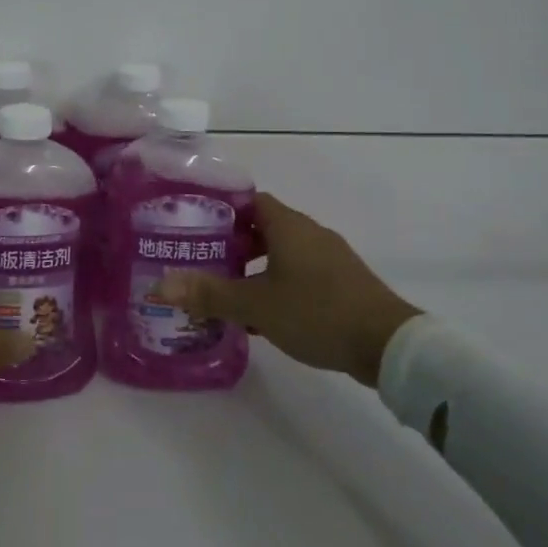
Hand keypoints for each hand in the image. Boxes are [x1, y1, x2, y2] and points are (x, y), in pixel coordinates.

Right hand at [163, 193, 421, 385]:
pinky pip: (300, 274)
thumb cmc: (316, 312)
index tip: (195, 225)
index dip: (221, 210)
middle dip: (233, 244)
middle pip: (264, 227)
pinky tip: (261, 317)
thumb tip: (158, 285)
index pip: (250, 201)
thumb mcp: (256, 305)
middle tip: (202, 261)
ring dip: (254, 269)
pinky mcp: (342, 284)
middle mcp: (309, 234)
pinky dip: (277, 286)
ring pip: (282, 254)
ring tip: (226, 291)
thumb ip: (208, 294)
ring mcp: (330, 259)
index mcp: (288, 226)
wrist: (389, 345)